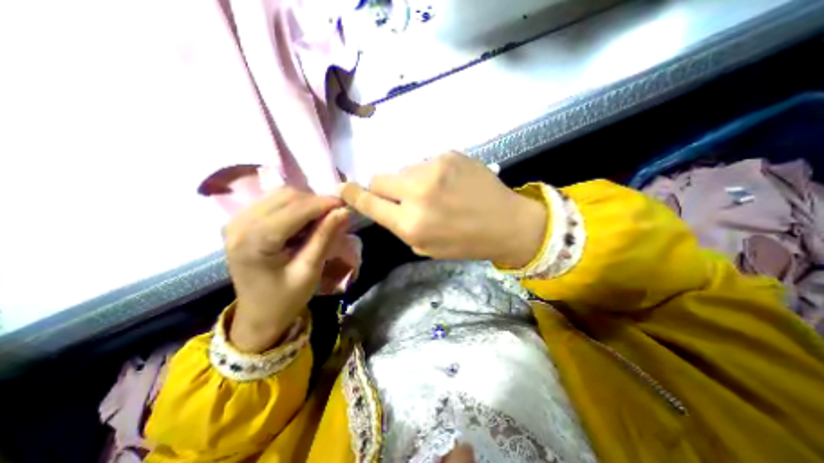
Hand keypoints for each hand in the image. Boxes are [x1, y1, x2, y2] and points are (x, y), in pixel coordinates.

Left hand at [222, 187, 346, 351]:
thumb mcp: (309, 270)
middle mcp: (239, 224)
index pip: (295, 209)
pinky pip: (273, 201)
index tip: (346, 206)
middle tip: (335, 216)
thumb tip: (344, 211)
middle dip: (316, 203)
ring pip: (280, 195)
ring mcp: (236, 220)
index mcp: (254, 241)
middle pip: (287, 196)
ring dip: (306, 203)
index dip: (323, 204)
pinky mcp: (240, 221)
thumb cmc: (285, 299)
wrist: (257, 316)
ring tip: (321, 220)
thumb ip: (325, 237)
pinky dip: (295, 207)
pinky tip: (304, 221)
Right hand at [341, 151, 545, 266]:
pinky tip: (448, 183)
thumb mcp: (426, 247)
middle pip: (379, 178)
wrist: (506, 223)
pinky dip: (429, 174)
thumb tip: (385, 205)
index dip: (353, 194)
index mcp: (411, 224)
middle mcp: (417, 193)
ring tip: (434, 192)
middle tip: (401, 196)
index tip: (343, 188)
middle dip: (384, 187)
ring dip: (410, 181)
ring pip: (403, 169)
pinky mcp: (449, 154)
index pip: (369, 202)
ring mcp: (434, 169)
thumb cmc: (465, 242)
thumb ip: (400, 225)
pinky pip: (425, 162)